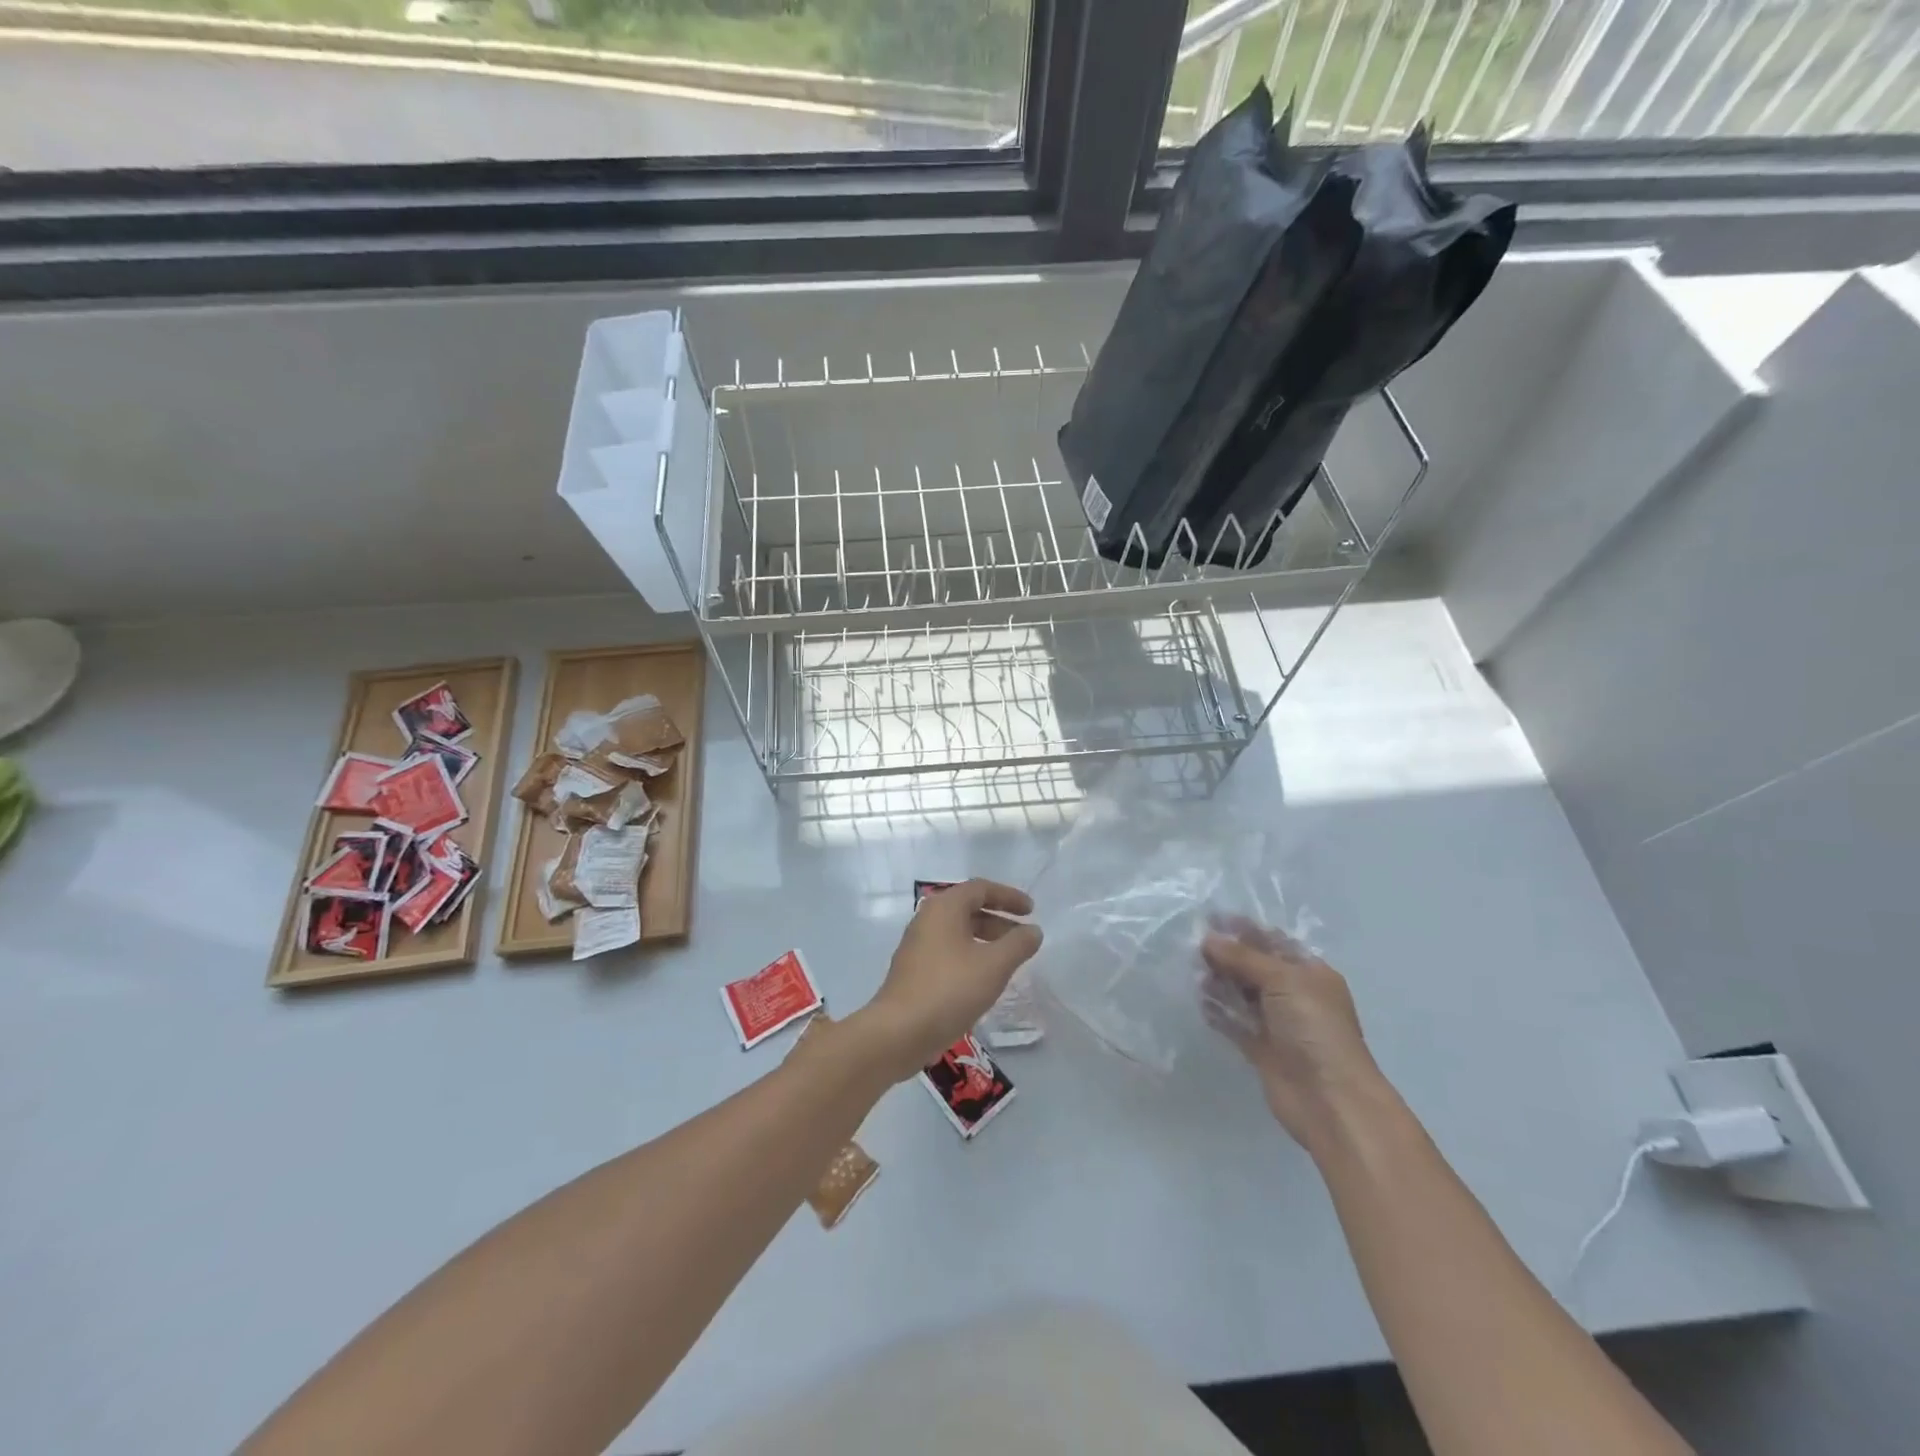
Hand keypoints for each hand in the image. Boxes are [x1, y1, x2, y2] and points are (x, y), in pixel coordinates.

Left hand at [857, 879, 1042, 1080]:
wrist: (899, 1032)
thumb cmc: (950, 989)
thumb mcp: (994, 965)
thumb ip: (1018, 944)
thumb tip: (1033, 931)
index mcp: (944, 908)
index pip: (981, 889)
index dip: (1009, 896)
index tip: (1032, 910)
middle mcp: (927, 919)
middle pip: (969, 909)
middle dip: (1000, 921)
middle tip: (1024, 938)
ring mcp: (917, 945)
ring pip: (959, 932)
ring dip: (986, 940)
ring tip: (1009, 961)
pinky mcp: (914, 970)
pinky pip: (949, 952)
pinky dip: (971, 956)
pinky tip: (984, 979)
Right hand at [1202, 918, 1385, 1153]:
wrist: (1330, 1100)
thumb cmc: (1314, 1029)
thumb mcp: (1282, 980)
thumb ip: (1244, 958)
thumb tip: (1208, 939)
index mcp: (1309, 972)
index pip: (1272, 941)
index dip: (1242, 929)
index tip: (1208, 919)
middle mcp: (1294, 994)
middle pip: (1253, 966)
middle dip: (1225, 955)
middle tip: (1191, 947)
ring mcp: (1277, 1023)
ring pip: (1241, 993)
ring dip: (1218, 982)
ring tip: (1192, 973)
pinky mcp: (1261, 1048)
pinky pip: (1233, 1022)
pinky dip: (1217, 1012)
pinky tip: (1198, 1002)